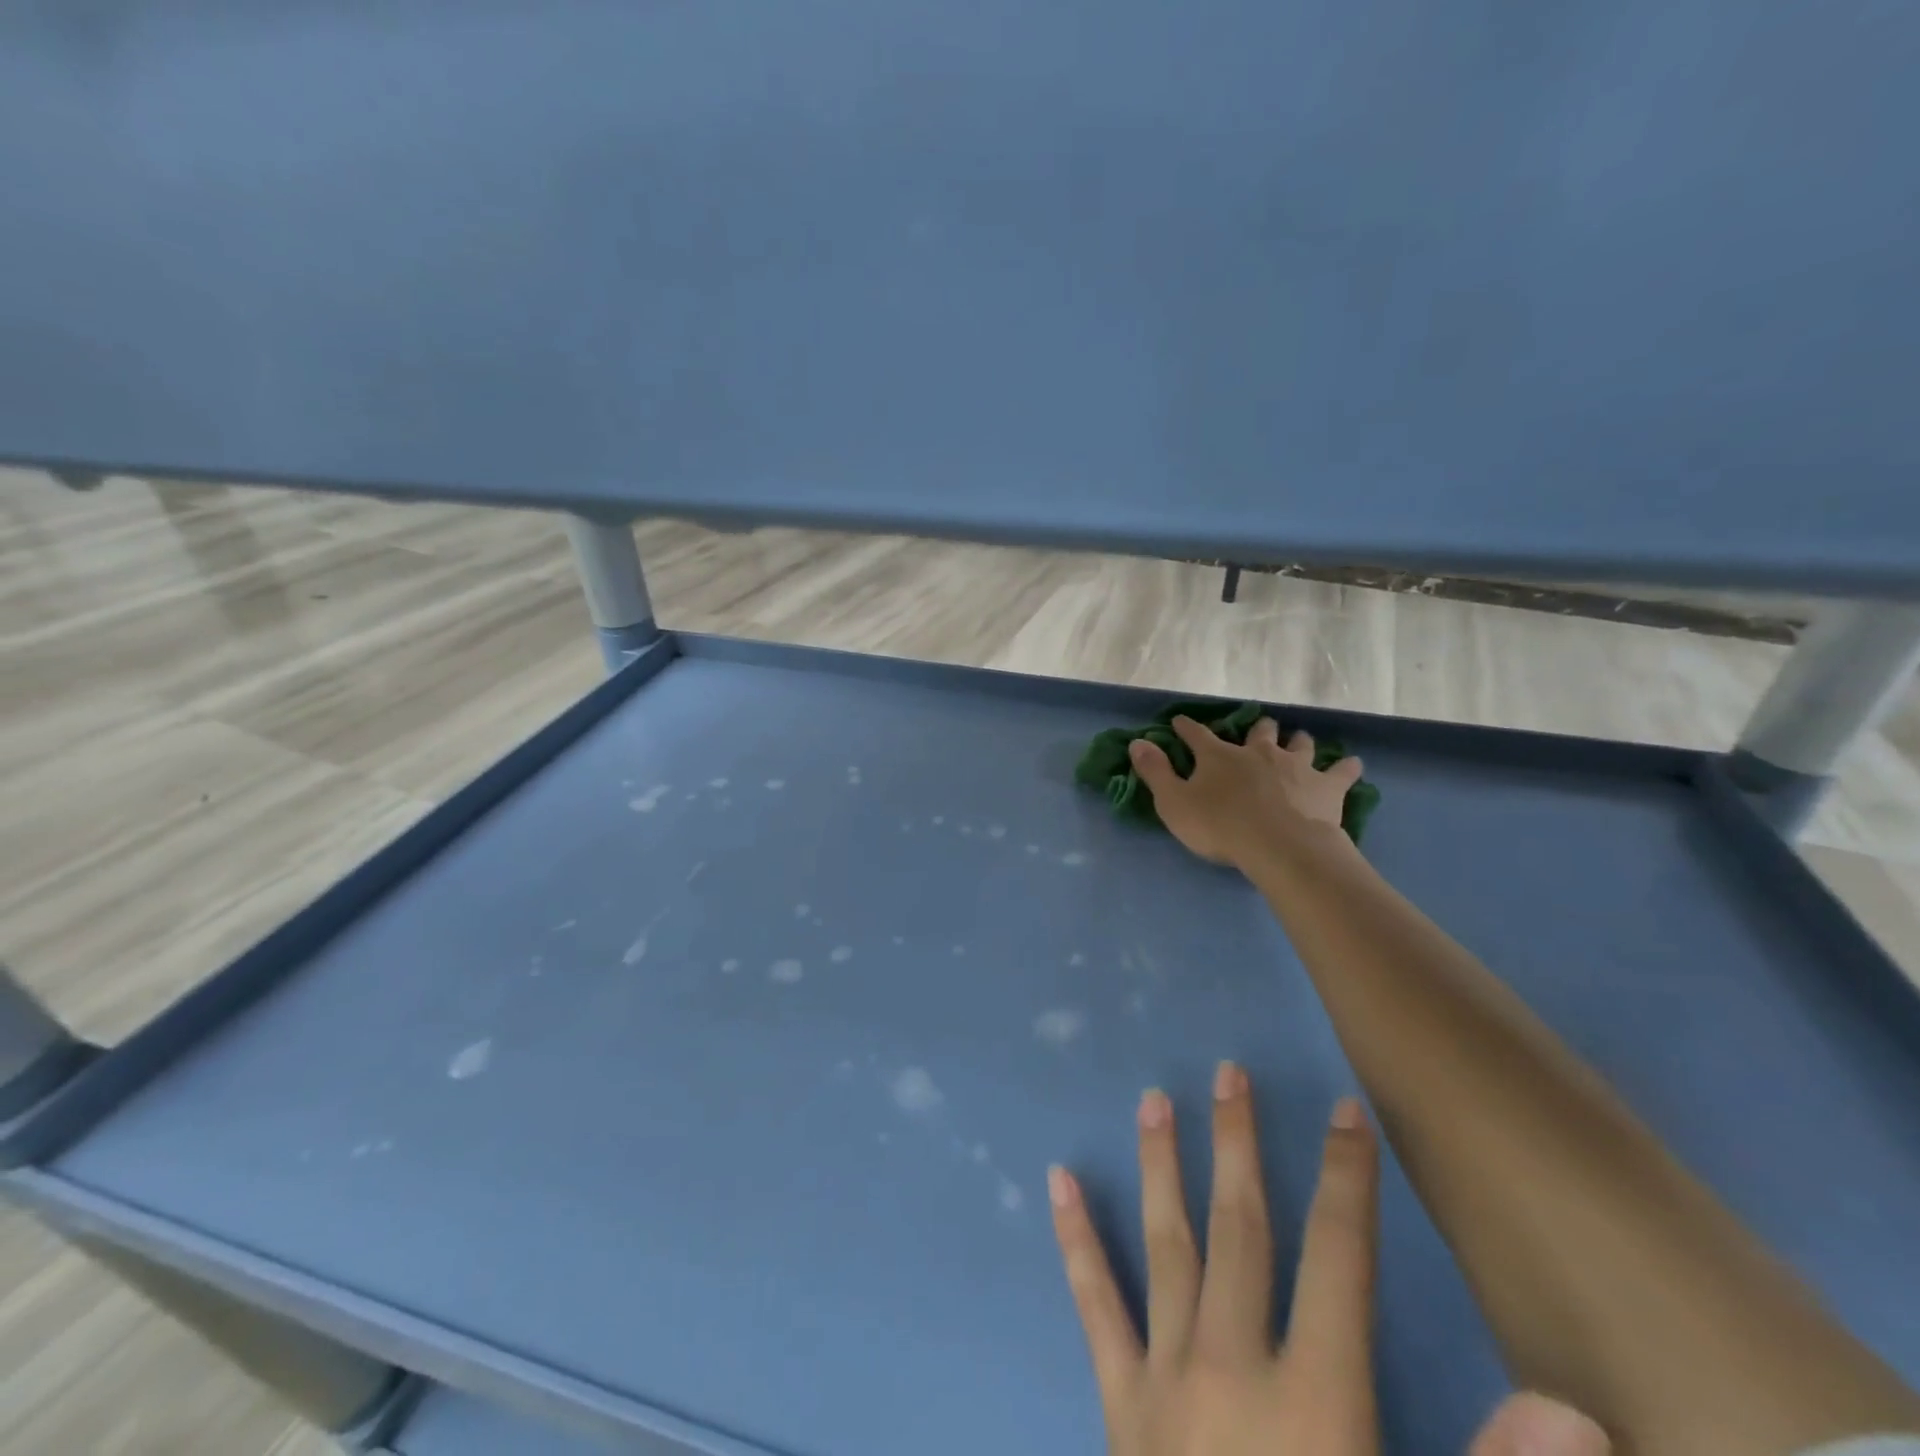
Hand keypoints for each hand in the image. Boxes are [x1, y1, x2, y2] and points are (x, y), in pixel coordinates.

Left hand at [1048, 1064, 1381, 1455]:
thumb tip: (1572, 1411)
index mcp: (1317, 1399)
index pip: (1341, 1257)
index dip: (1348, 1179)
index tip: (1344, 1110)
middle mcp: (1233, 1364)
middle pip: (1242, 1226)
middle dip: (1240, 1143)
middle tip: (1226, 1071)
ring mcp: (1165, 1376)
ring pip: (1167, 1243)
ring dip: (1161, 1165)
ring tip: (1152, 1099)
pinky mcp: (1118, 1402)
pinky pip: (1094, 1305)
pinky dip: (1076, 1239)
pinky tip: (1057, 1180)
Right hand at [1129, 718, 1361, 871]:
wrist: (1280, 847)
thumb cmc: (1221, 827)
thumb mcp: (1174, 803)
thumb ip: (1155, 772)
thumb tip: (1138, 742)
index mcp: (1219, 756)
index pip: (1197, 734)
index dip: (1186, 727)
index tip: (1180, 722)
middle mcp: (1258, 752)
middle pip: (1259, 731)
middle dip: (1256, 729)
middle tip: (1257, 731)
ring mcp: (1296, 766)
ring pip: (1299, 743)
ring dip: (1297, 741)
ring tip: (1298, 741)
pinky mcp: (1326, 786)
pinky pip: (1341, 771)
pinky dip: (1345, 767)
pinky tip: (1352, 764)